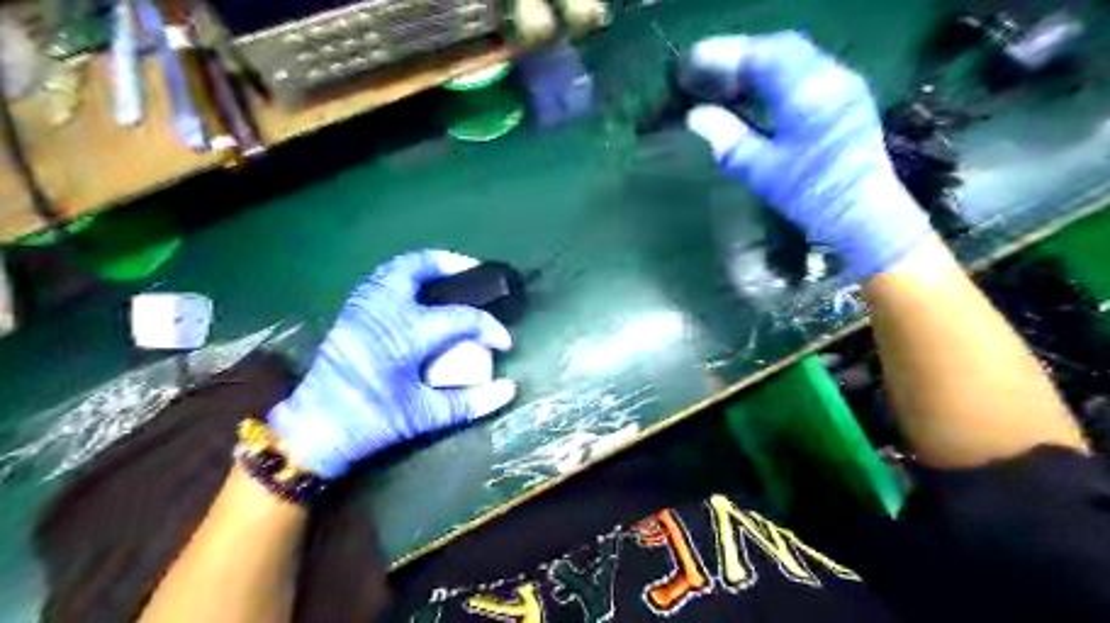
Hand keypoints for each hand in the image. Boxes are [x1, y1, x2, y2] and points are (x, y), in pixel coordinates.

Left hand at [267, 249, 516, 476]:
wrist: (313, 430)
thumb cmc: (370, 422)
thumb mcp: (423, 415)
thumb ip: (470, 402)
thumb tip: (509, 389)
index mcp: (407, 333)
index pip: (462, 318)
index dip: (489, 327)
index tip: (504, 342)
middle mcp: (384, 309)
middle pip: (419, 266)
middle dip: (451, 264)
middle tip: (473, 274)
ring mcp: (363, 307)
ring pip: (396, 268)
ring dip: (426, 268)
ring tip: (448, 280)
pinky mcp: (351, 313)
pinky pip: (382, 280)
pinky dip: (405, 278)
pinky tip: (418, 296)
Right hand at [681, 30, 930, 276]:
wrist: (862, 213)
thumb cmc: (810, 194)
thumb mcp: (762, 170)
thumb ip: (728, 139)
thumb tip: (695, 117)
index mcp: (807, 92)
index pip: (763, 55)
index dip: (726, 54)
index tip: (694, 60)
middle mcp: (830, 77)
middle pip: (781, 48)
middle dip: (741, 55)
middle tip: (709, 69)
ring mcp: (843, 85)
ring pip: (796, 58)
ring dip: (759, 64)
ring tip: (728, 80)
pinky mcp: (847, 99)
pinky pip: (807, 71)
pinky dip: (777, 75)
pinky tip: (759, 94)